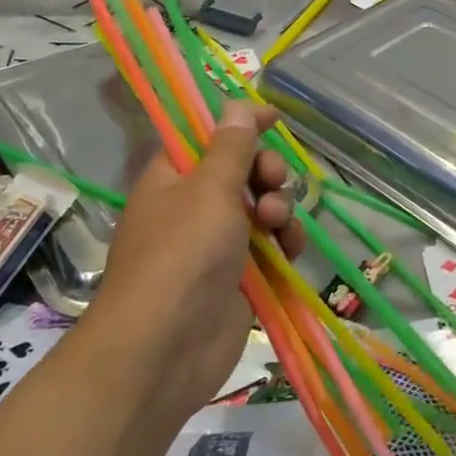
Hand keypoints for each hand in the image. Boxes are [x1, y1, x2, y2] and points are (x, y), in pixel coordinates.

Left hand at [98, 101, 303, 420]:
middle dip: (265, 170)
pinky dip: (284, 241)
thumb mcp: (209, 190)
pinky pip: (270, 245)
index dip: (240, 123)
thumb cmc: (182, 255)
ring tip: (277, 223)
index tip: (275, 116)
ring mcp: (217, 243)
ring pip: (262, 207)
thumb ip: (231, 147)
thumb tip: (236, 105)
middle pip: (242, 170)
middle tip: (272, 180)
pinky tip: (291, 248)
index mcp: (174, 177)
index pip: (209, 135)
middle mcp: (194, 205)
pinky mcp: (239, 276)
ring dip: (279, 207)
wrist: (164, 351)